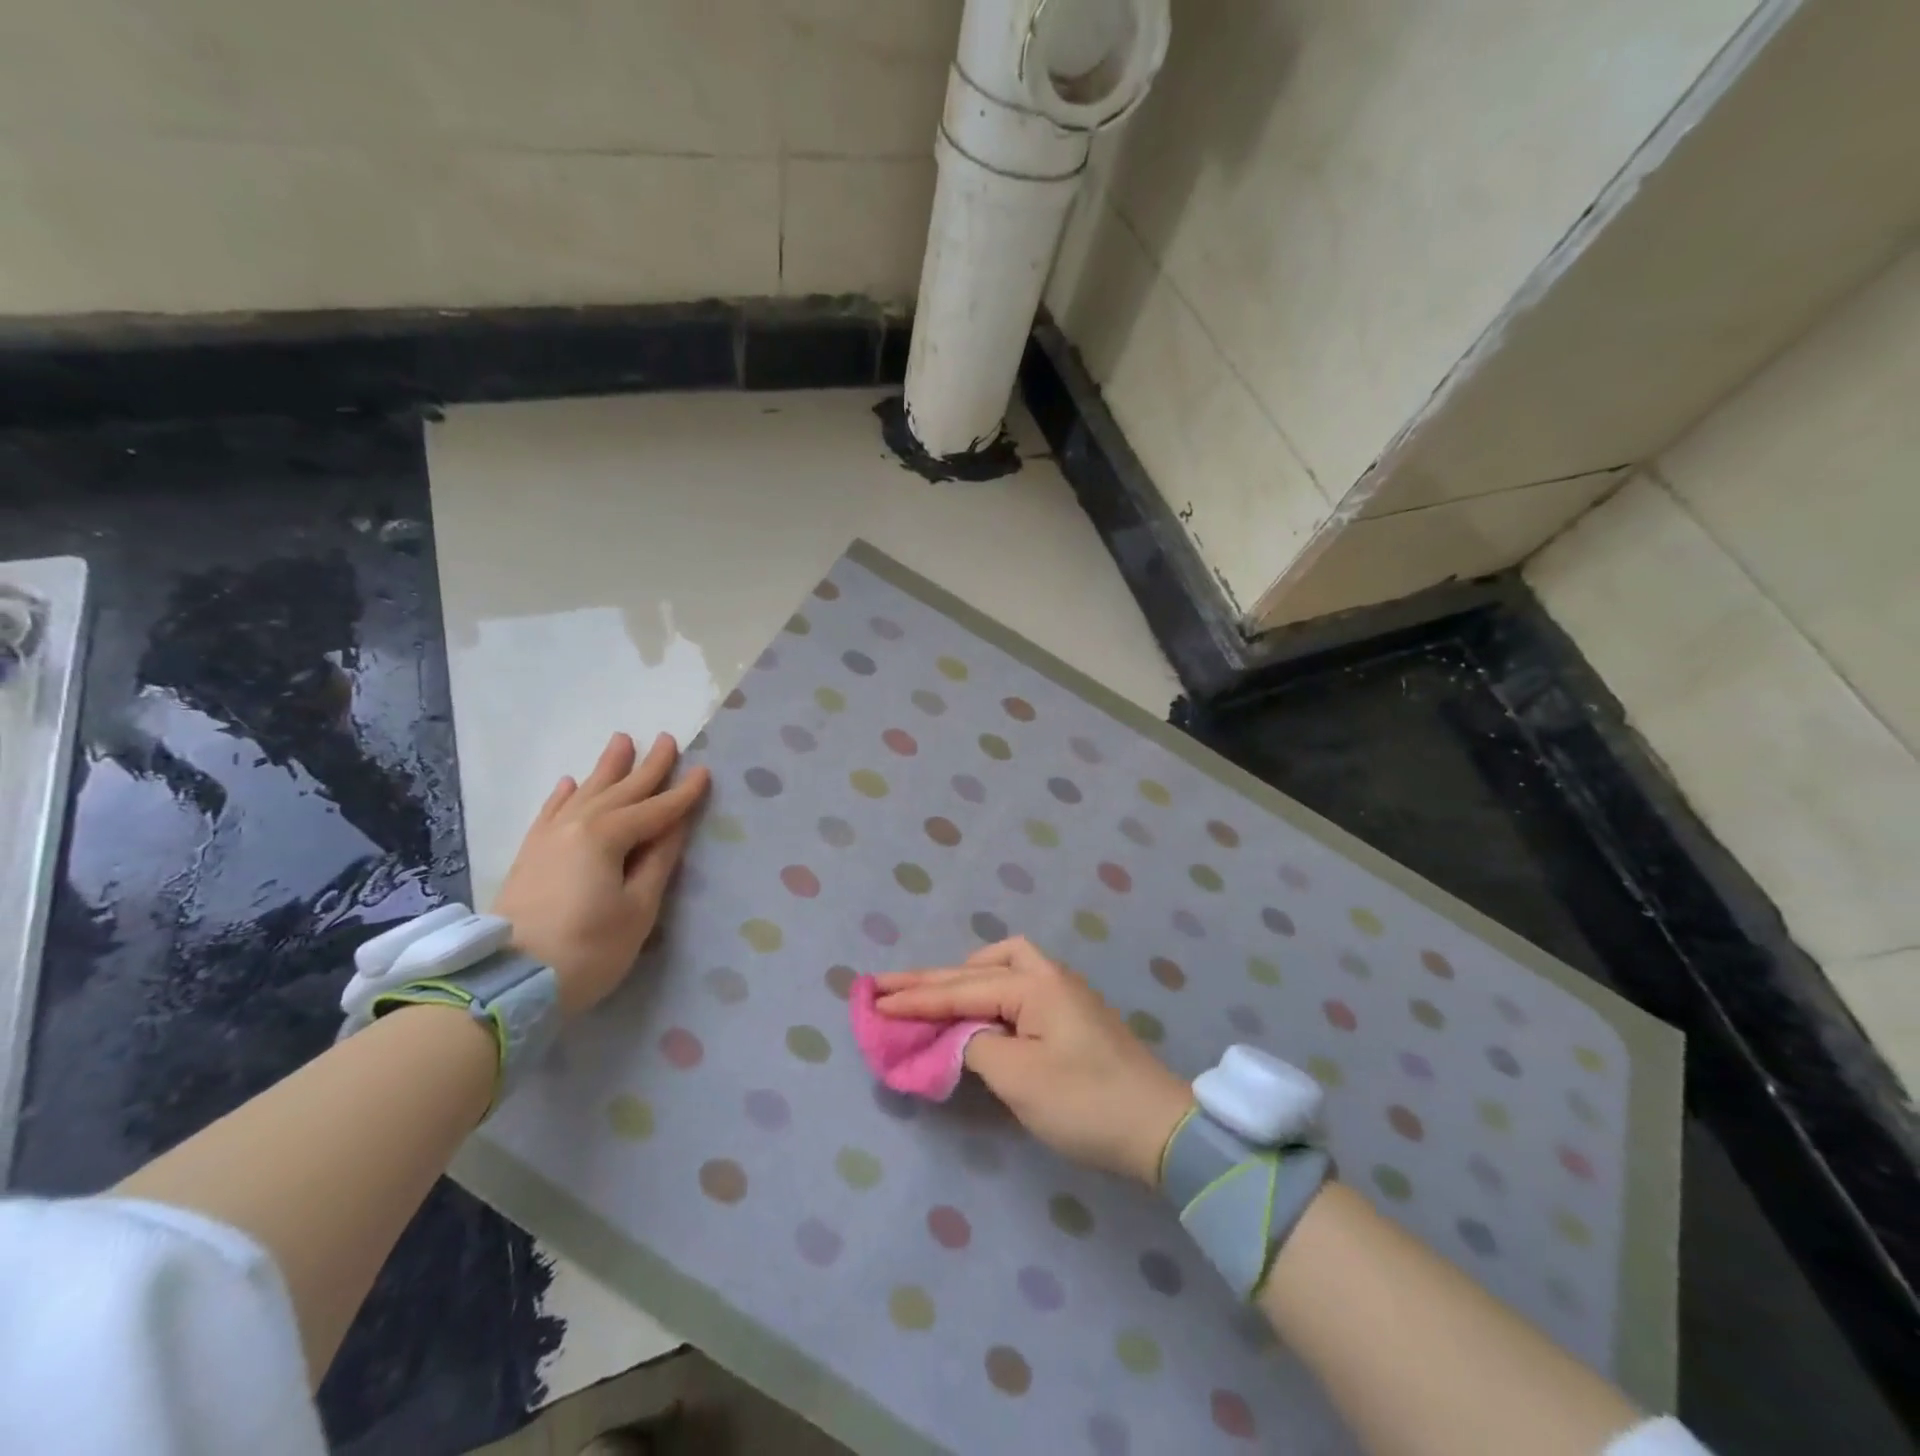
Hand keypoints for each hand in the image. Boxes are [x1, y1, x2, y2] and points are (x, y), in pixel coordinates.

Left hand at [492, 732, 709, 1017]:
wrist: (508, 983)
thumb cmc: (588, 950)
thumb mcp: (638, 909)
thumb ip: (658, 861)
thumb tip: (674, 826)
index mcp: (607, 836)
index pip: (655, 809)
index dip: (683, 793)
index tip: (705, 771)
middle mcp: (576, 825)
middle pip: (621, 790)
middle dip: (648, 766)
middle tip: (667, 739)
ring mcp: (548, 837)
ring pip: (585, 792)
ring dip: (607, 768)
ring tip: (622, 741)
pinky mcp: (530, 853)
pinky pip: (551, 811)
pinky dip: (564, 794)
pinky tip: (571, 782)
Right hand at [873, 938, 1192, 1185]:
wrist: (1160, 1128)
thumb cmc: (1085, 1102)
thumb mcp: (1018, 1078)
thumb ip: (974, 1045)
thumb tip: (957, 1034)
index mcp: (1034, 985)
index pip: (961, 990)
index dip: (915, 998)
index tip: (873, 999)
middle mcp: (1049, 976)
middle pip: (977, 970)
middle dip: (931, 980)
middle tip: (886, 985)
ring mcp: (1065, 992)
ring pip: (1004, 967)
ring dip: (966, 976)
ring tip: (937, 993)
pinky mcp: (1074, 1014)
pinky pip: (1018, 986)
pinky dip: (989, 990)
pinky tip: (981, 1007)